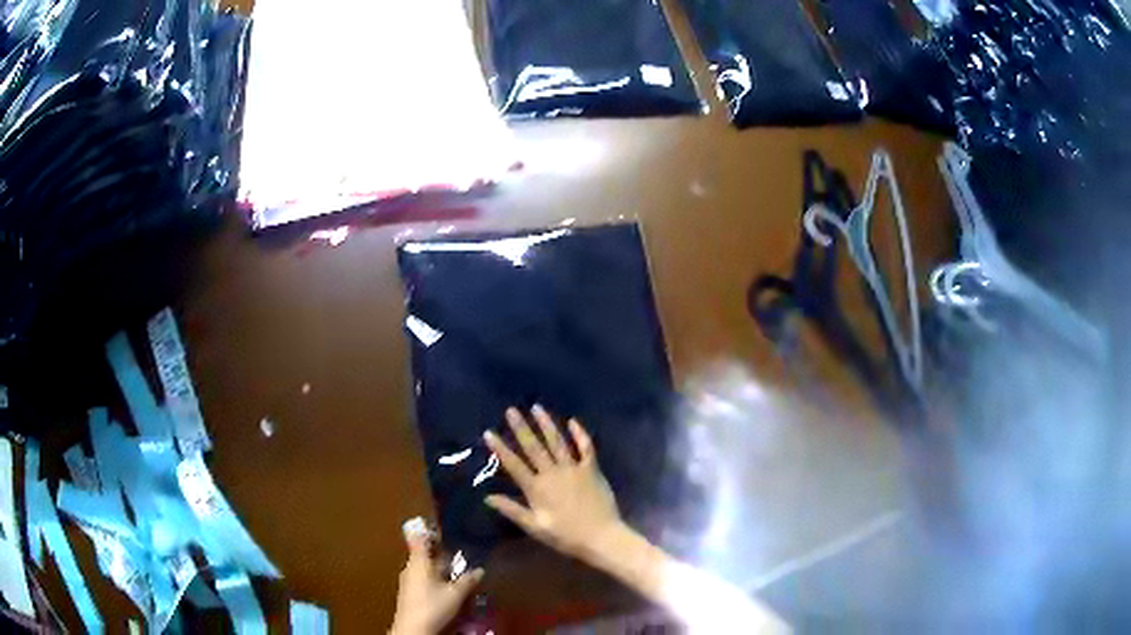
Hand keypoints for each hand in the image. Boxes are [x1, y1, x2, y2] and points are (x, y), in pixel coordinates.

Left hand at [390, 518, 482, 634]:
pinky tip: (447, 585)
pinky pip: (423, 578)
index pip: (421, 538)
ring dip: (439, 567)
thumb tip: (480, 569)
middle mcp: (411, 567)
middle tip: (459, 551)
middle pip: (425, 553)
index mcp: (419, 561)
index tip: (441, 523)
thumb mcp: (456, 594)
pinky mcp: (410, 592)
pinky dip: (435, 578)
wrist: (412, 629)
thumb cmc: (432, 606)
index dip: (429, 530)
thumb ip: (468, 580)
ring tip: (457, 569)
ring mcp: (408, 580)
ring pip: (425, 567)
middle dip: (441, 552)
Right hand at [483, 406, 625, 562]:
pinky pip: (586, 448)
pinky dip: (579, 434)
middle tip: (511, 410)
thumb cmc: (566, 536)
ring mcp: (573, 469)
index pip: (514, 464)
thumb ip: (512, 511)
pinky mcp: (591, 469)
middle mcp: (553, 473)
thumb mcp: (535, 527)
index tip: (488, 432)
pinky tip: (573, 421)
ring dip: (546, 424)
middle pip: (534, 447)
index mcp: (537, 488)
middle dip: (521, 428)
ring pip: (557, 442)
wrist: (601, 537)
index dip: (500, 448)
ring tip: (536, 408)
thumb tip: (488, 497)